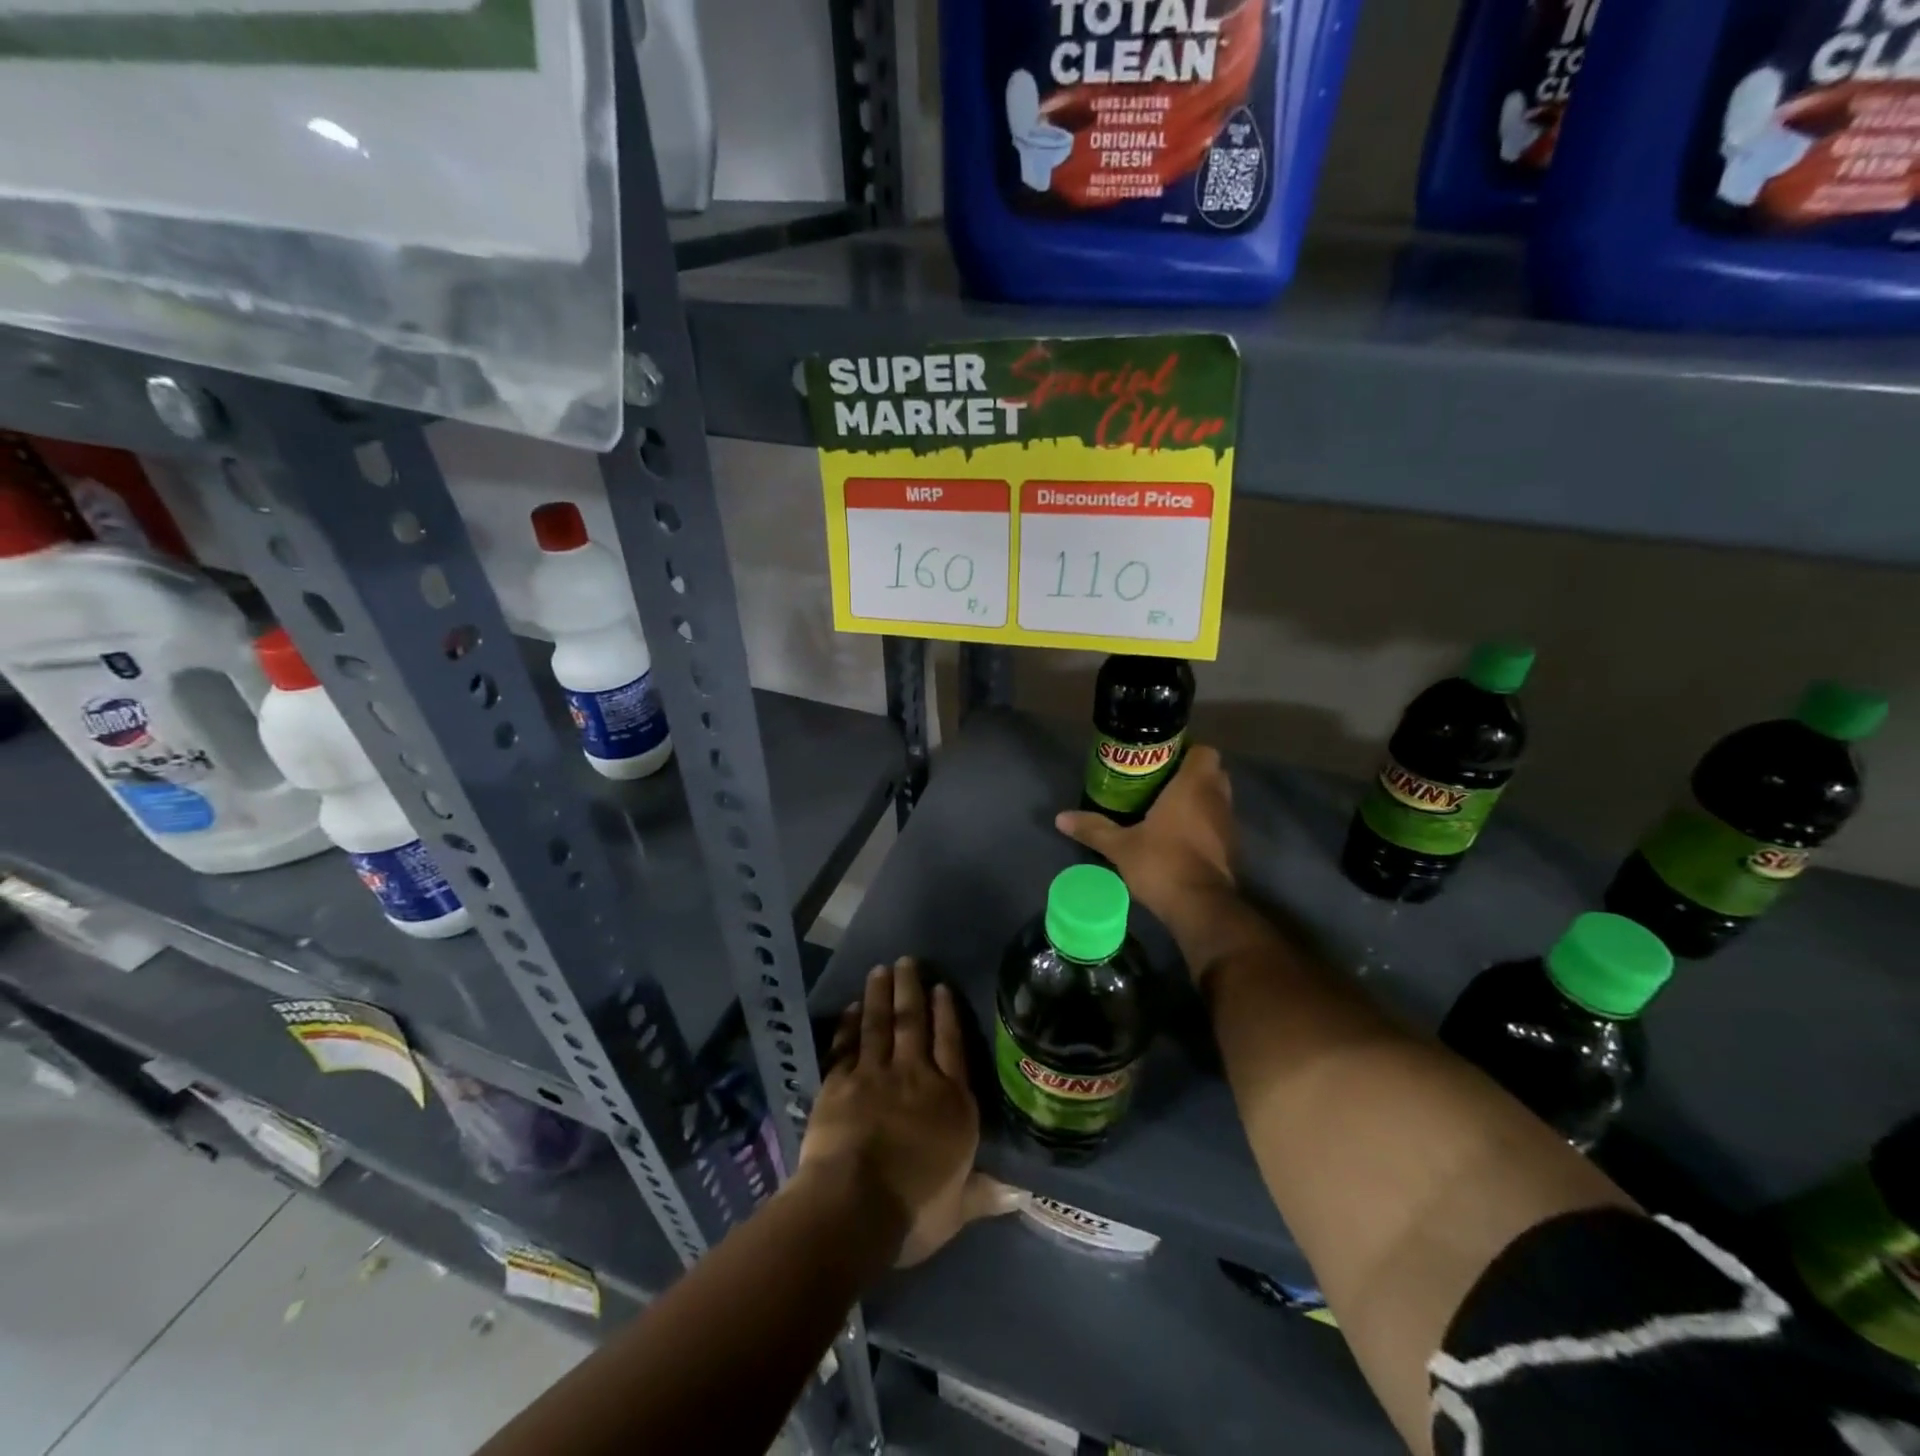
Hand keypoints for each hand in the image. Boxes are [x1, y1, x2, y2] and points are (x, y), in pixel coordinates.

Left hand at [799, 958, 1017, 1266]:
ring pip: (879, 1025)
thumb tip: (1023, 1193)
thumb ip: (985, 1193)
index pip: (951, 1046)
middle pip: (914, 1023)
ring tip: (881, 970)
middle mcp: (915, 1077)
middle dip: (911, 990)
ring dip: (880, 995)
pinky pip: (846, 1046)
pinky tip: (850, 1008)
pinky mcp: (839, 1083)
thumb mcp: (958, 1208)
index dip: (947, 1014)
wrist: (854, 1205)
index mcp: (950, 1102)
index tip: (941, 987)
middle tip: (906, 961)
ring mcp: (874, 1075)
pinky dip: (848, 1025)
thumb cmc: (914, 1209)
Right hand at [1055, 743, 1236, 924]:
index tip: (1161, 759)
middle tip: (1159, 782)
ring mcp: (1227, 824)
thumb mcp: (1120, 846)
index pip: (1204, 751)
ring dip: (1197, 799)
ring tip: (1165, 808)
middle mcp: (1216, 798)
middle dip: (1190, 774)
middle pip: (1212, 772)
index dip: (1186, 751)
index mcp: (1193, 786)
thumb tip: (1060, 817)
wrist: (1201, 907)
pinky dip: (1202, 823)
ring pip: (1216, 798)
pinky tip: (1178, 836)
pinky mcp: (1230, 848)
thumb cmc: (1162, 863)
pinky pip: (1216, 823)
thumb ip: (1093, 828)